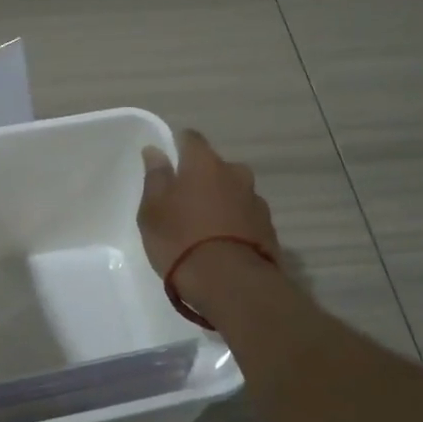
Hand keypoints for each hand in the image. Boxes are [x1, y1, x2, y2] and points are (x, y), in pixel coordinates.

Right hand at [137, 129, 279, 284]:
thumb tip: (155, 150)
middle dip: (202, 179)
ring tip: (205, 229)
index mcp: (204, 163)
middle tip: (184, 203)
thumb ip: (155, 177)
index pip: (191, 139)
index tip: (168, 162)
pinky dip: (235, 224)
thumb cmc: (181, 240)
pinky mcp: (269, 228)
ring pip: (233, 192)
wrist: (230, 283)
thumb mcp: (153, 210)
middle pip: (215, 167)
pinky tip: (223, 245)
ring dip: (221, 202)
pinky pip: (246, 217)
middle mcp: (235, 173)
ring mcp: (256, 200)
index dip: (178, 145)